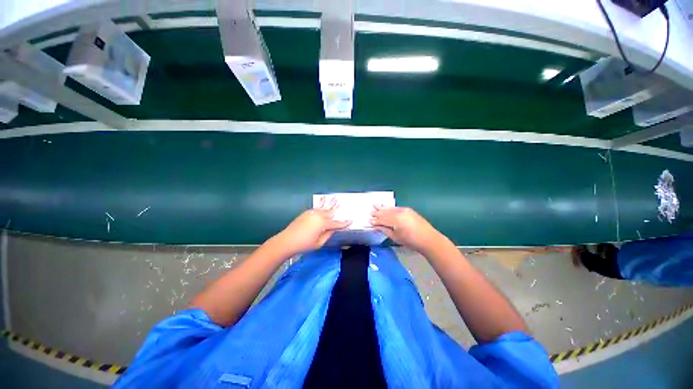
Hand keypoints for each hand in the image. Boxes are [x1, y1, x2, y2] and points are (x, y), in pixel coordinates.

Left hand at [273, 197, 350, 255]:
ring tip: (336, 200)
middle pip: (330, 213)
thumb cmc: (304, 244)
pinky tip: (324, 207)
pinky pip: (317, 209)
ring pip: (324, 209)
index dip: (344, 223)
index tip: (351, 221)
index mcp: (323, 223)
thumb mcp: (319, 243)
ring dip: (330, 206)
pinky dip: (322, 208)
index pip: (336, 223)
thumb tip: (333, 229)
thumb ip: (328, 234)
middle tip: (343, 206)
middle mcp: (318, 215)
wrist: (287, 240)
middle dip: (337, 211)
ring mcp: (311, 213)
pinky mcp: (306, 213)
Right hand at [371, 206, 442, 253]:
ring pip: (390, 209)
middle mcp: (399, 212)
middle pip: (385, 212)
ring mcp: (404, 210)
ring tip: (375, 205)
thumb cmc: (411, 241)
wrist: (428, 239)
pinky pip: (396, 208)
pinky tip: (386, 207)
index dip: (375, 221)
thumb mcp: (396, 237)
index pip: (382, 219)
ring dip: (382, 208)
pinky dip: (390, 208)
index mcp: (395, 220)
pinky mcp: (408, 210)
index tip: (369, 221)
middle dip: (377, 213)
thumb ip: (385, 230)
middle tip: (370, 212)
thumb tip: (376, 226)